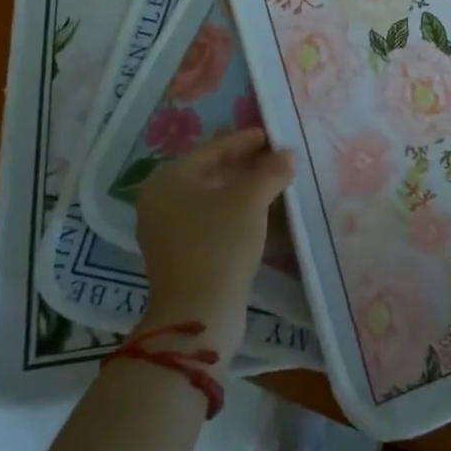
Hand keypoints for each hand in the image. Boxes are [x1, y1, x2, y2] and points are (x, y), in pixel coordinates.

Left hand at [133, 129, 294, 361]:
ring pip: (213, 197)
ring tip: (276, 181)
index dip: (246, 139)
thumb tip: (289, 156)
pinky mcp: (181, 255)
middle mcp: (161, 201)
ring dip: (244, 188)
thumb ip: (271, 171)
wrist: (198, 315)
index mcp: (169, 180)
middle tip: (279, 157)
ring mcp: (168, 230)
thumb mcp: (250, 200)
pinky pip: (212, 219)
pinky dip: (235, 210)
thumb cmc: (219, 243)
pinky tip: (260, 210)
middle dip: (246, 164)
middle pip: (211, 171)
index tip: (275, 135)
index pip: (213, 148)